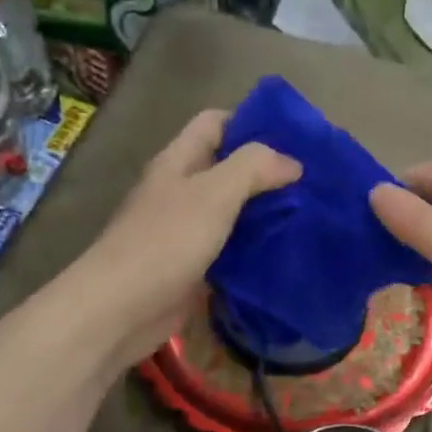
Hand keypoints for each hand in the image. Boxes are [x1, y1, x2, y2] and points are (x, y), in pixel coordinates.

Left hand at [77, 110, 300, 369]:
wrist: (120, 309)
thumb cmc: (165, 242)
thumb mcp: (214, 193)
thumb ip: (253, 168)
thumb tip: (292, 163)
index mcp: (178, 162)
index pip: (215, 123)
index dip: (251, 122)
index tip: (294, 138)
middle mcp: (179, 190)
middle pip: (225, 167)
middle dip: (265, 171)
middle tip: (310, 181)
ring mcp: (183, 230)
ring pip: (230, 210)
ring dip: (262, 211)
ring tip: (306, 214)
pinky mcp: (190, 266)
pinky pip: (227, 248)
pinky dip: (253, 247)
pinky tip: (282, 252)